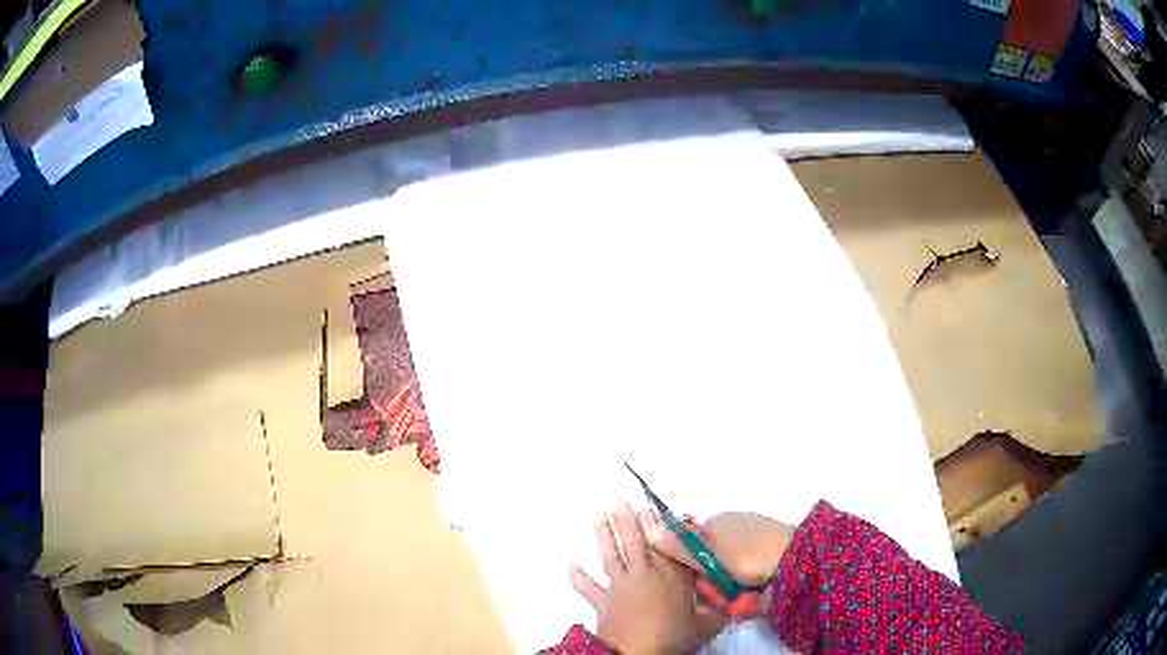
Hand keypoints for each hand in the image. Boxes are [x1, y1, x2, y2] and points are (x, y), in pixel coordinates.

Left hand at [570, 503, 722, 653]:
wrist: (638, 652)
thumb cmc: (673, 635)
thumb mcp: (705, 624)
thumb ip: (717, 611)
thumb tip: (731, 605)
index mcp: (671, 576)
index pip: (665, 546)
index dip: (657, 526)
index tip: (649, 508)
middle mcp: (645, 575)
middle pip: (635, 542)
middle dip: (626, 520)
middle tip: (617, 499)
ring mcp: (620, 586)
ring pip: (611, 555)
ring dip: (603, 535)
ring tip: (598, 515)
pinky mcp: (602, 601)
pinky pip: (587, 587)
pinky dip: (577, 576)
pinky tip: (568, 563)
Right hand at [646, 512, 794, 601]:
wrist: (794, 555)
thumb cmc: (748, 556)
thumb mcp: (710, 557)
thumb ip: (680, 548)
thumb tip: (647, 530)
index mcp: (715, 520)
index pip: (692, 544)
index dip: (693, 566)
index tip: (702, 583)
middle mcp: (732, 520)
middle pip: (711, 553)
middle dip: (713, 574)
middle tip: (722, 590)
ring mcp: (752, 528)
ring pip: (730, 559)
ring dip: (731, 575)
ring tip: (740, 589)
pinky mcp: (768, 539)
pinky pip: (749, 558)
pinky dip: (748, 570)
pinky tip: (753, 581)